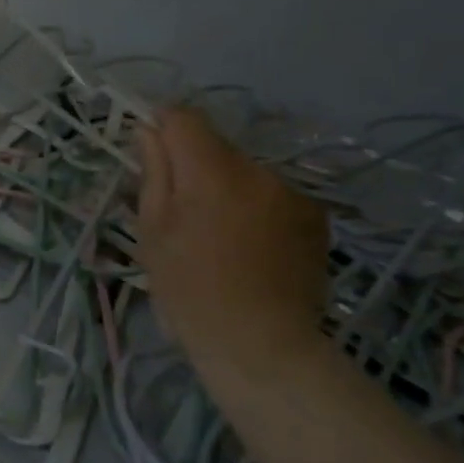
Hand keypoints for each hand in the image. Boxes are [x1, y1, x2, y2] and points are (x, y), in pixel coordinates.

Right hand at [136, 107, 330, 379]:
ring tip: (217, 234)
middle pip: (215, 146)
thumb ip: (154, 172)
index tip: (148, 151)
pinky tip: (249, 245)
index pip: (183, 118)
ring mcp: (292, 193)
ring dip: (225, 187)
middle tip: (179, 209)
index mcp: (211, 171)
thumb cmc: (189, 289)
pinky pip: (271, 194)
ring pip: (244, 171)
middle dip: (193, 165)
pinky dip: (255, 206)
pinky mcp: (315, 217)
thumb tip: (149, 131)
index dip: (161, 126)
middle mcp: (258, 170)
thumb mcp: (153, 230)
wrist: (261, 344)